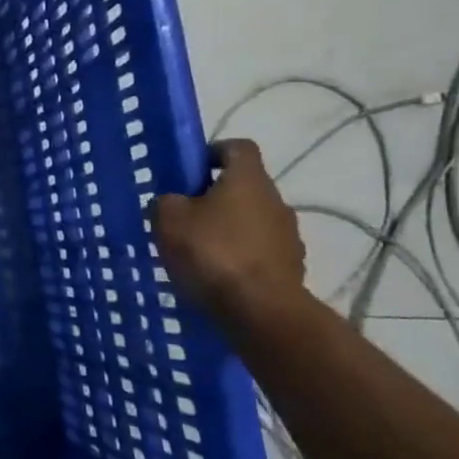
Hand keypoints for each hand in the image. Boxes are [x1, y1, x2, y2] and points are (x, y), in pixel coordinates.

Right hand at [150, 139, 305, 319]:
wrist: (261, 312)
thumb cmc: (212, 253)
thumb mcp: (167, 219)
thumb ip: (166, 202)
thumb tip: (173, 202)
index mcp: (248, 179)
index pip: (237, 147)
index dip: (213, 152)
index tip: (190, 171)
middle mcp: (276, 200)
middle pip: (243, 187)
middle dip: (214, 197)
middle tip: (184, 217)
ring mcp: (289, 236)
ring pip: (251, 221)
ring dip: (228, 229)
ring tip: (198, 252)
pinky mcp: (292, 268)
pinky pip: (259, 252)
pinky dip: (239, 257)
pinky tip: (217, 276)